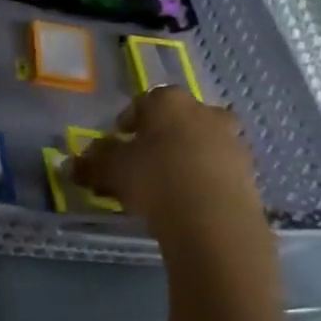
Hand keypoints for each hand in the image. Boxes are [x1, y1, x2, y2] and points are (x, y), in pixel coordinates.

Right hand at [72, 87, 265, 246]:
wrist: (213, 219)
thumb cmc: (153, 179)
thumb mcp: (108, 170)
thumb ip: (89, 163)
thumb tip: (71, 163)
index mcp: (168, 101)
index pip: (143, 102)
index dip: (126, 122)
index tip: (115, 144)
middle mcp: (204, 112)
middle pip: (176, 121)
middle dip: (159, 138)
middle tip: (141, 163)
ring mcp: (231, 141)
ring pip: (199, 144)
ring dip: (182, 158)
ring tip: (162, 187)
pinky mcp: (249, 172)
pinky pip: (216, 170)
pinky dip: (201, 180)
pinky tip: (184, 202)